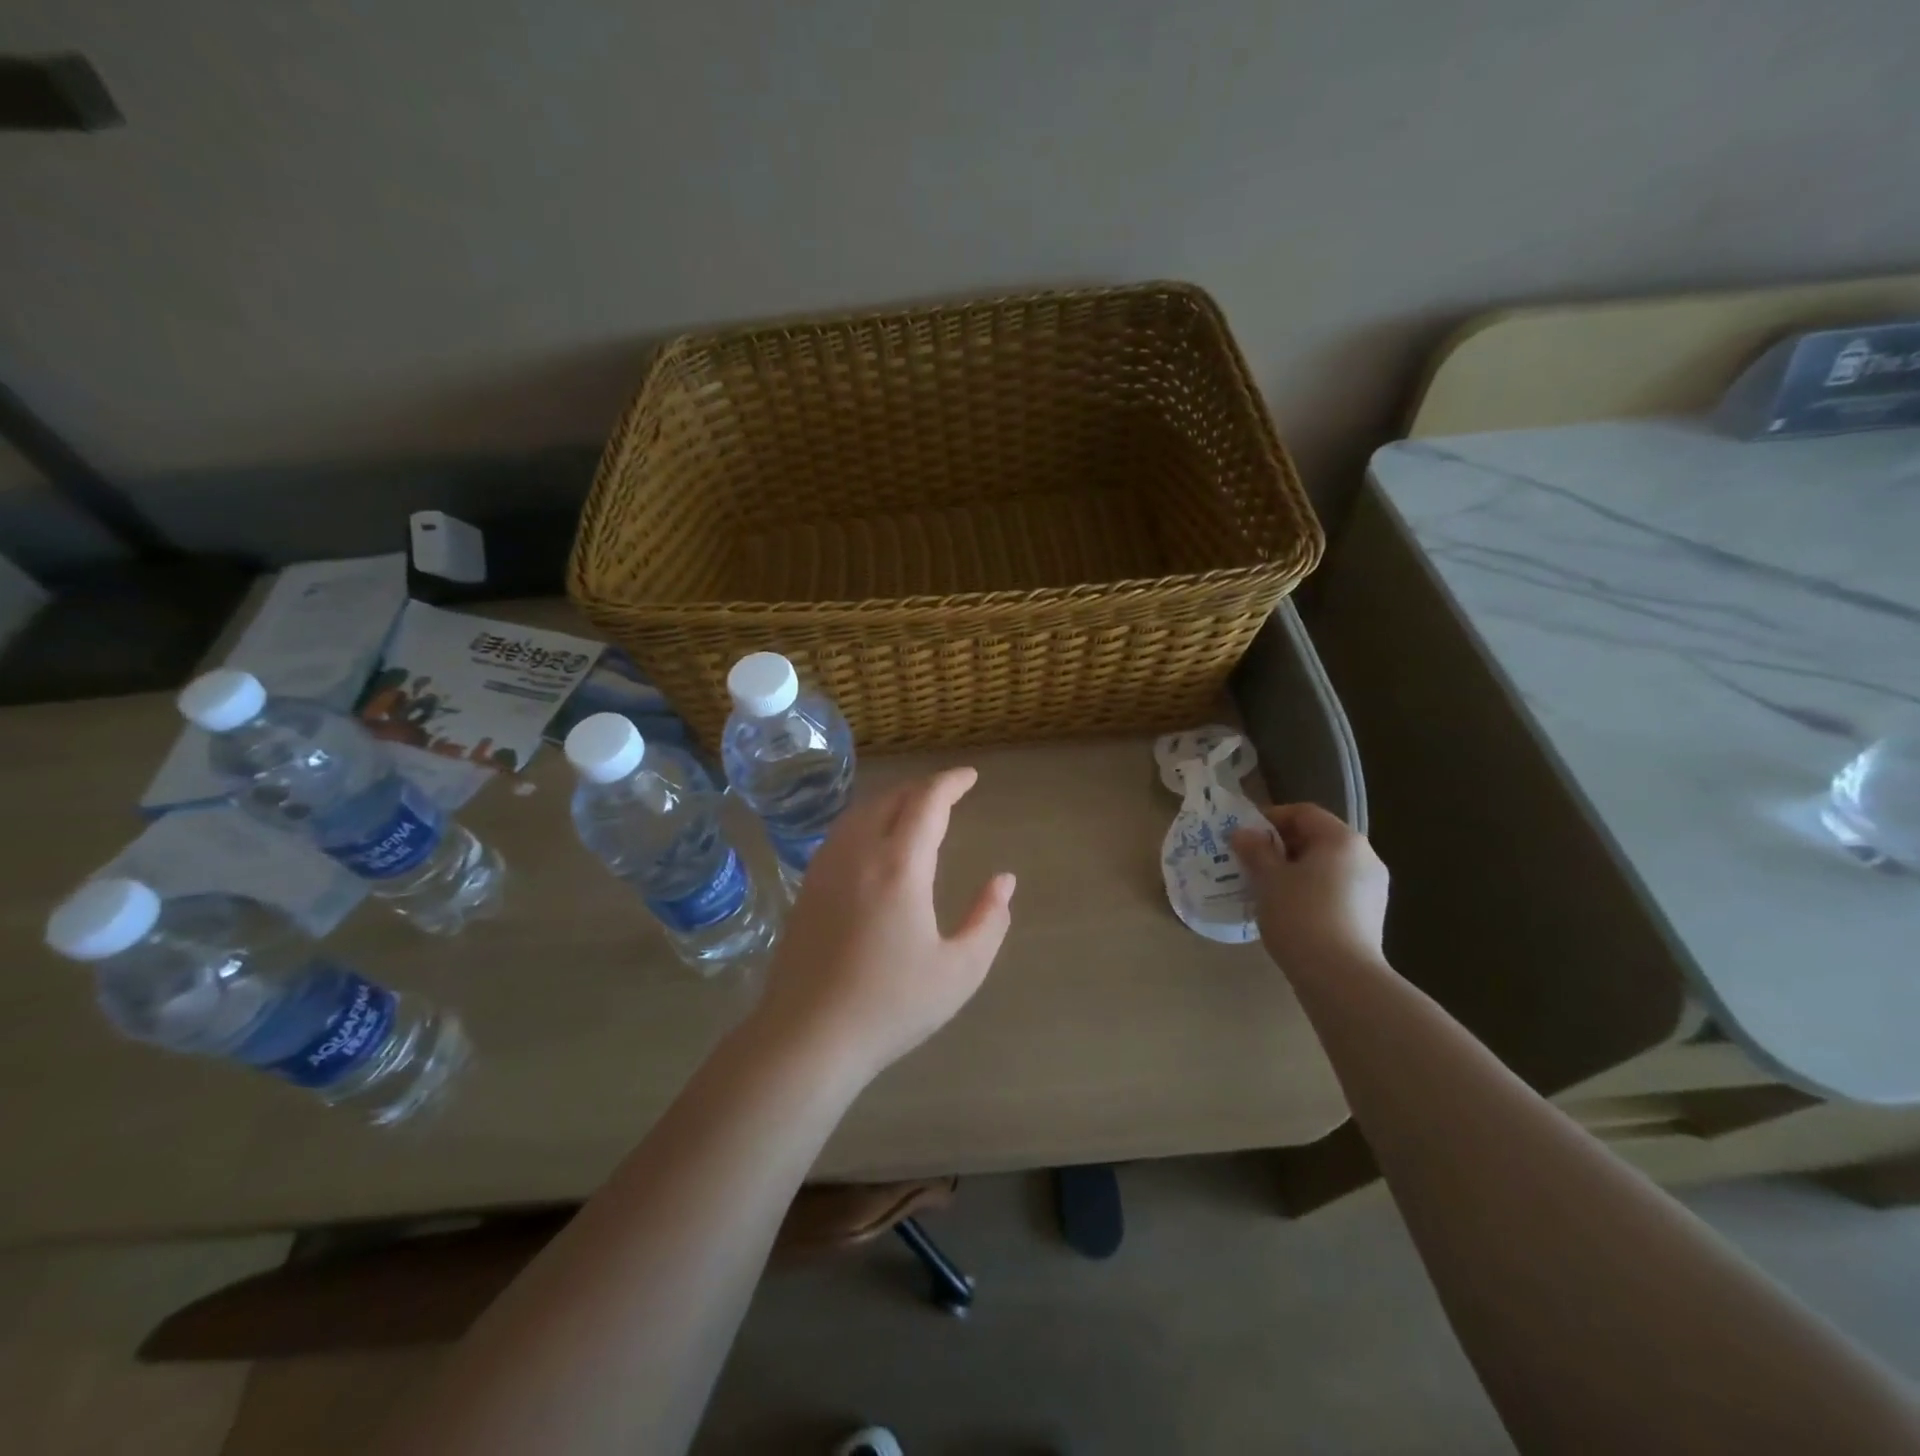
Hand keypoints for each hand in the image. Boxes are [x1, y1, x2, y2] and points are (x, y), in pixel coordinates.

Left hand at [753, 767, 1015, 1080]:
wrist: (808, 1036)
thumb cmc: (891, 1005)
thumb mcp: (960, 970)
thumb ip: (989, 920)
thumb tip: (1004, 881)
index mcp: (900, 866)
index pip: (927, 802)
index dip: (950, 783)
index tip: (970, 777)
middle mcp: (860, 853)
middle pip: (891, 798)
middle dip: (923, 788)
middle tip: (948, 793)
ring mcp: (827, 867)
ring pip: (862, 812)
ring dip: (893, 800)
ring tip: (915, 810)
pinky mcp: (808, 886)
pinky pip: (842, 832)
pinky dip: (867, 819)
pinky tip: (875, 841)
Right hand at [1230, 803, 1389, 972]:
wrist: (1341, 979)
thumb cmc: (1301, 916)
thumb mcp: (1269, 879)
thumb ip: (1255, 850)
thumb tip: (1242, 833)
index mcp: (1342, 840)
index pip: (1303, 813)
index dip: (1270, 819)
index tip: (1244, 837)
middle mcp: (1364, 857)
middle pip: (1316, 839)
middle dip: (1280, 847)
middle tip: (1249, 863)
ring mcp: (1372, 888)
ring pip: (1324, 867)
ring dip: (1293, 871)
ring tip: (1265, 889)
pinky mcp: (1370, 915)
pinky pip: (1334, 890)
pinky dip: (1309, 891)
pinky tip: (1287, 911)